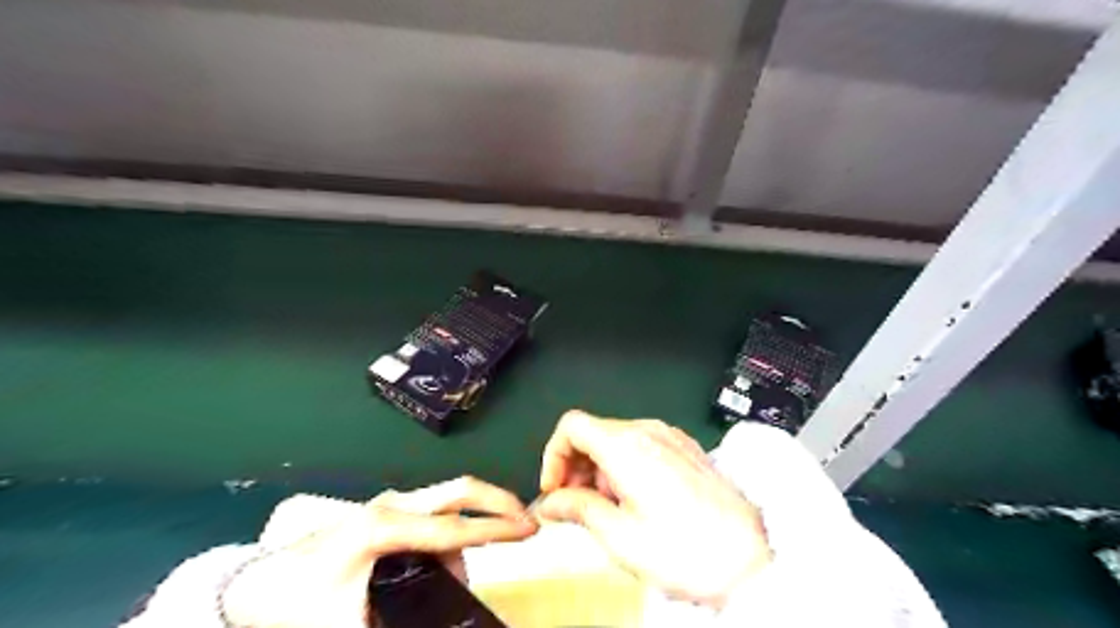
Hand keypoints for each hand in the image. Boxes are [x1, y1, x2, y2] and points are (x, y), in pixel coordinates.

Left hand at [218, 477, 536, 623]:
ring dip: (475, 523)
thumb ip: (400, 624)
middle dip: (498, 502)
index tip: (529, 530)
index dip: (494, 530)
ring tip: (477, 563)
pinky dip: (456, 529)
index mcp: (383, 529)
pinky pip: (437, 513)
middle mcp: (393, 505)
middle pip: (459, 490)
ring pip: (450, 501)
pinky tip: (452, 558)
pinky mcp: (390, 510)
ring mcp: (391, 504)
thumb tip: (448, 616)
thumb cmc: (298, 607)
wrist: (255, 587)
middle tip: (528, 523)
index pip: (451, 529)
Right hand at [533, 410, 770, 606]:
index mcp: (628, 447)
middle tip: (576, 504)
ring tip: (609, 509)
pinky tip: (635, 501)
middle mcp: (649, 432)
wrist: (749, 560)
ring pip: (616, 439)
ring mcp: (670, 438)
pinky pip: (641, 446)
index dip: (554, 455)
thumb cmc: (690, 551)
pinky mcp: (684, 449)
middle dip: (576, 466)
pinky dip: (625, 466)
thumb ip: (577, 509)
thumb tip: (552, 501)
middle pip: (594, 432)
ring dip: (600, 469)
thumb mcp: (619, 535)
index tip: (556, 486)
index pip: (572, 426)